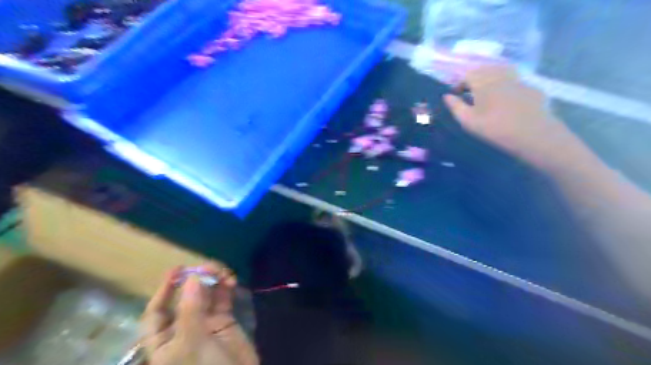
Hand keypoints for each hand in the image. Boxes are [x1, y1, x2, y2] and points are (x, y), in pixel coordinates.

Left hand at [142, 263, 251, 364]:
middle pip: (184, 298)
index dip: (163, 291)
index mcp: (164, 340)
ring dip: (213, 280)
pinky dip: (226, 287)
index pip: (155, 313)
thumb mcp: (192, 343)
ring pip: (206, 295)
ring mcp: (205, 324)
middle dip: (195, 280)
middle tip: (209, 268)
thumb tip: (193, 277)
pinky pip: (223, 298)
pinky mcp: (225, 320)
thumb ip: (191, 310)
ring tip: (223, 273)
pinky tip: (231, 281)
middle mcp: (183, 329)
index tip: (177, 270)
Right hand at [442, 64, 573, 163]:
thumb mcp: (468, 120)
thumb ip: (455, 106)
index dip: (459, 83)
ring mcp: (518, 80)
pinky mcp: (531, 88)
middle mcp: (500, 75)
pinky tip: (506, 98)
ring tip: (486, 91)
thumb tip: (446, 96)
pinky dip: (506, 85)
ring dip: (490, 77)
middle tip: (469, 92)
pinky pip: (515, 81)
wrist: (532, 133)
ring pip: (501, 71)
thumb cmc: (494, 128)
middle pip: (484, 69)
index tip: (455, 94)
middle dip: (474, 78)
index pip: (467, 75)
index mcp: (483, 82)